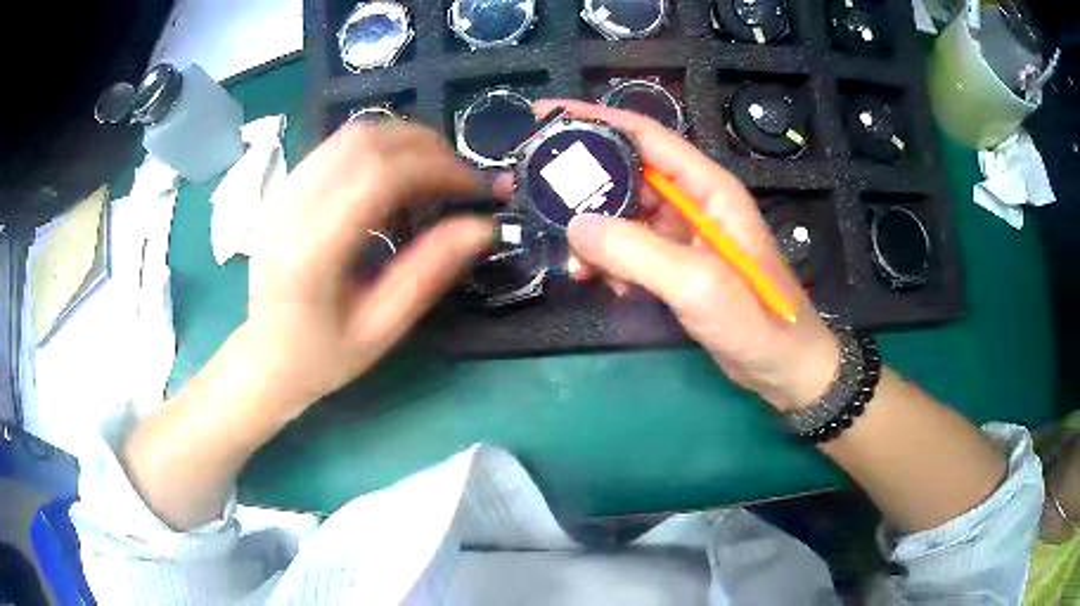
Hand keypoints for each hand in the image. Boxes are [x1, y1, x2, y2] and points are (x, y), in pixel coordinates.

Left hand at [244, 121, 492, 413]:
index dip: (437, 167)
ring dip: (404, 140)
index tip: (475, 186)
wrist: (264, 356)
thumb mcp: (380, 328)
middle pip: (366, 141)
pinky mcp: (285, 188)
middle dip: (427, 146)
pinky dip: (379, 148)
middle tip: (461, 177)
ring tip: (435, 172)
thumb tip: (482, 227)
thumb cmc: (322, 355)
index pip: (379, 175)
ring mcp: (284, 192)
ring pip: (352, 134)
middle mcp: (292, 208)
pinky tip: (396, 176)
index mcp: (312, 250)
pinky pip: (337, 146)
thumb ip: (428, 273)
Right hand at [538, 100, 839, 411]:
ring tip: (570, 259)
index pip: (643, 135)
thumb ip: (638, 252)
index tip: (542, 115)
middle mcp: (692, 200)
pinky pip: (630, 249)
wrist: (783, 368)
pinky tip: (604, 284)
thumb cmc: (756, 321)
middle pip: (624, 172)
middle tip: (529, 189)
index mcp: (707, 187)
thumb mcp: (698, 284)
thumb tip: (576, 225)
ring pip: (622, 214)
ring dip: (592, 233)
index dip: (592, 119)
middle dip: (578, 180)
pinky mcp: (676, 263)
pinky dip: (610, 262)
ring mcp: (683, 233)